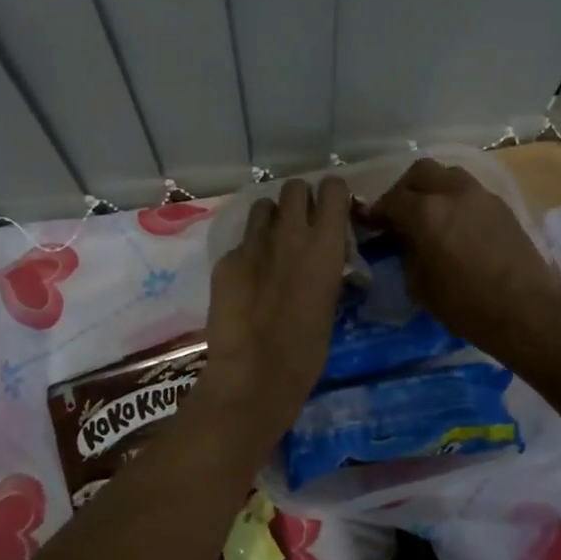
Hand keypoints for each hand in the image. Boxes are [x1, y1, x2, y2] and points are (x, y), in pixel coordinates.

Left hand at [197, 177, 351, 443]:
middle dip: (299, 200)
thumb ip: (325, 266)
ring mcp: (253, 243)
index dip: (332, 195)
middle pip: (294, 187)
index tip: (331, 209)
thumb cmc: (307, 349)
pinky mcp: (226, 258)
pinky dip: (248, 252)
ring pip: (263, 206)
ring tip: (272, 243)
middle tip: (300, 224)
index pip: (333, 188)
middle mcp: (290, 233)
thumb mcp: (330, 299)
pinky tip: (247, 278)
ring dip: (271, 219)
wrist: (255, 372)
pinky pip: (241, 241)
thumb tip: (322, 255)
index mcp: (325, 245)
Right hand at [368, 158, 560, 368]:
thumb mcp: (419, 284)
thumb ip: (406, 253)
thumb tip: (405, 240)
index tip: (371, 223)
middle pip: (421, 171)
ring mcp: (482, 196)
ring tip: (430, 214)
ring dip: (434, 188)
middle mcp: (453, 193)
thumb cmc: (464, 304)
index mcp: (426, 211)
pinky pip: (471, 191)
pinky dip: (456, 200)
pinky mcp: (503, 207)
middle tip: (400, 212)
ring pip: (449, 175)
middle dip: (405, 188)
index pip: (392, 199)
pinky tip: (456, 225)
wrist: (525, 310)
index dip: (377, 211)